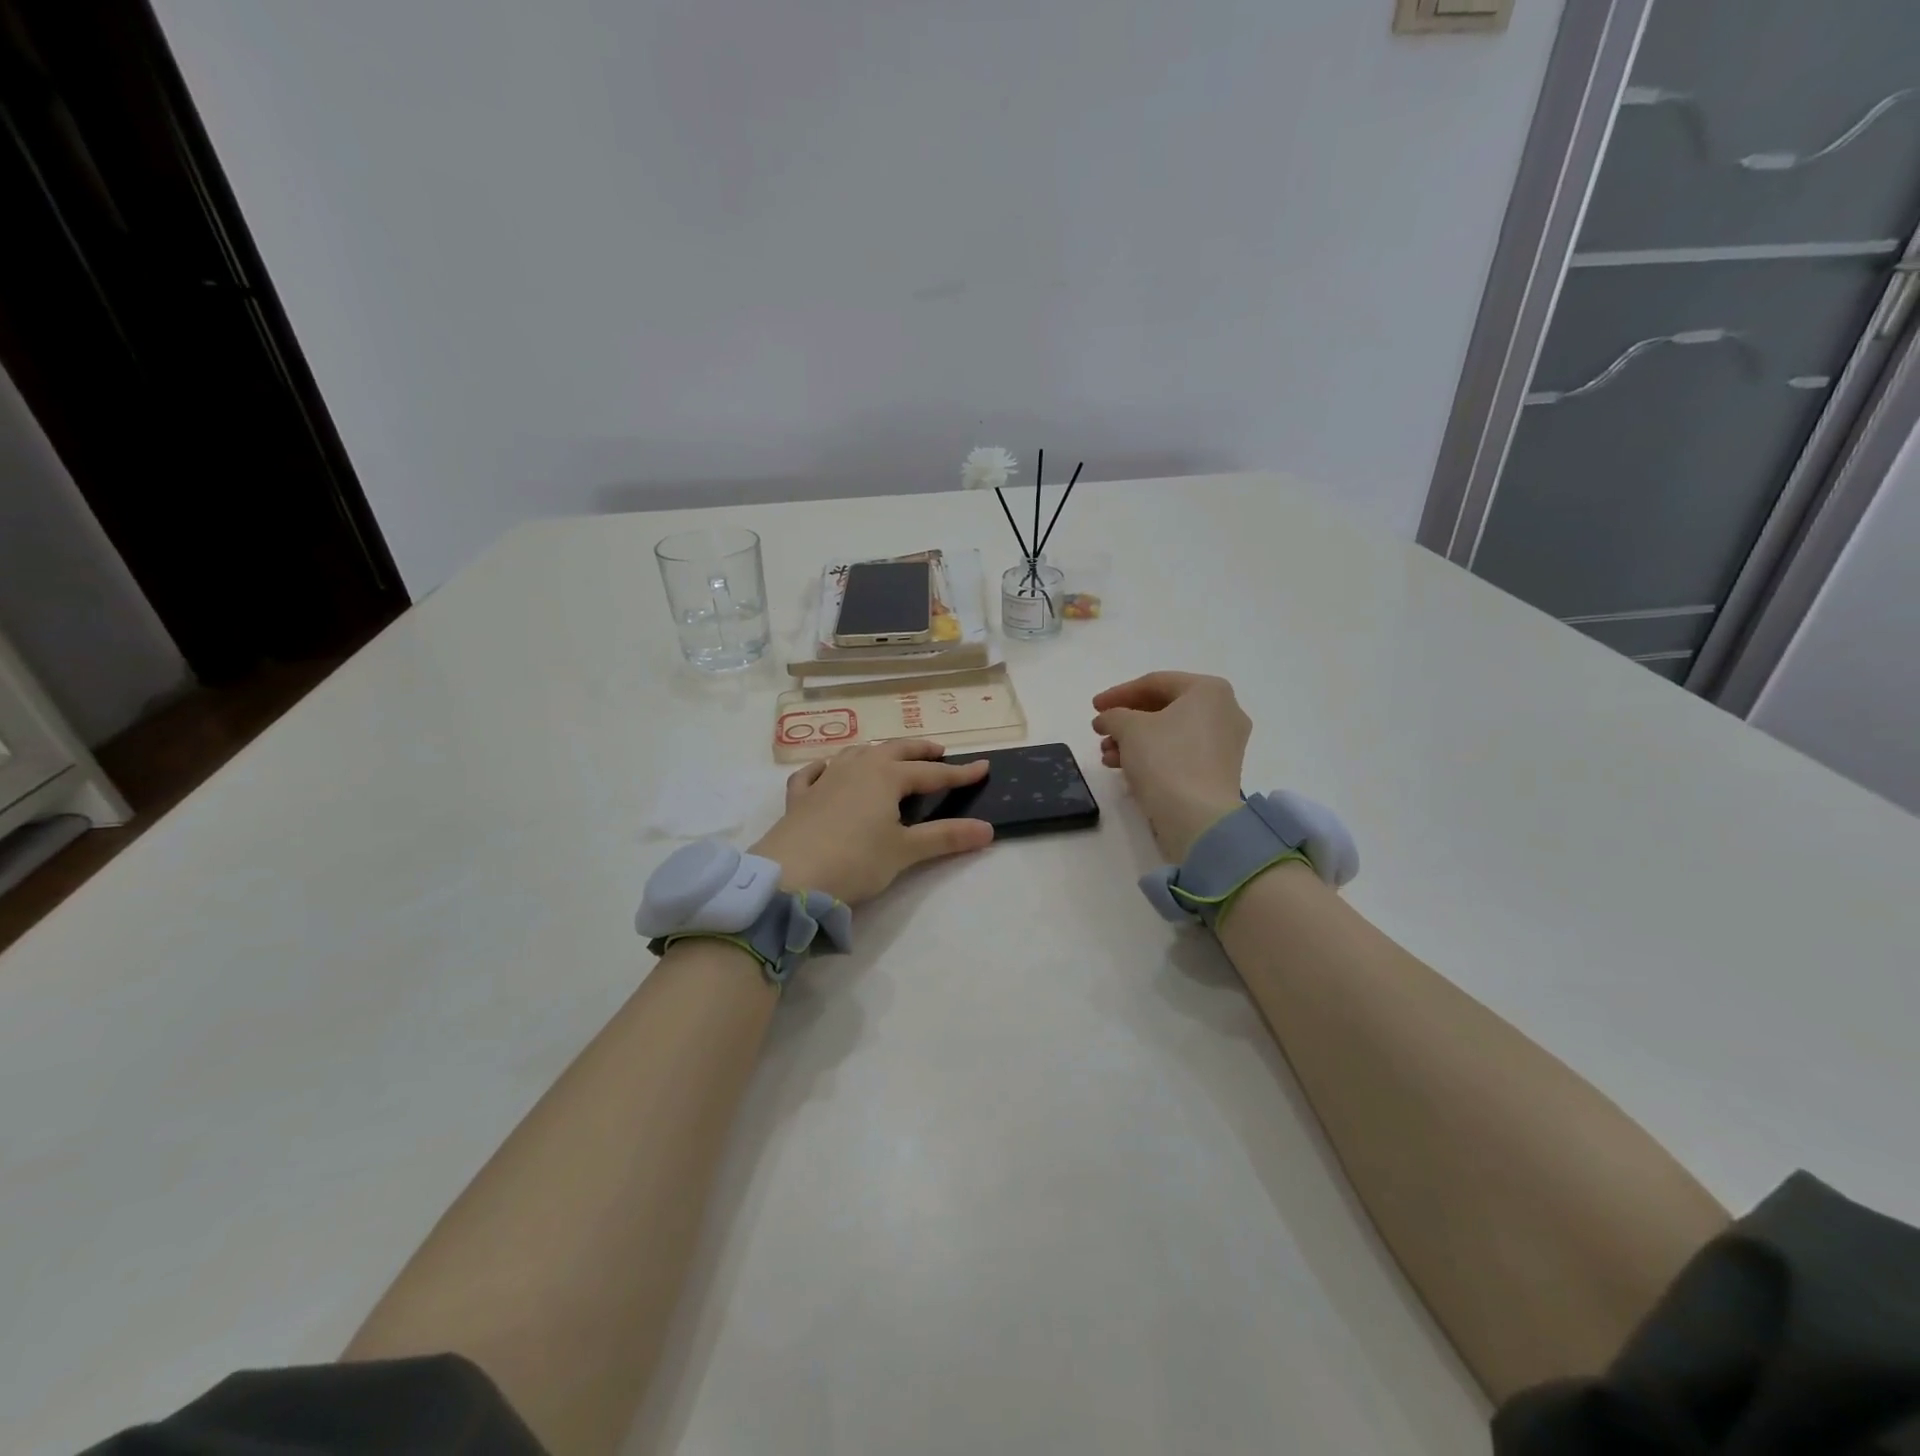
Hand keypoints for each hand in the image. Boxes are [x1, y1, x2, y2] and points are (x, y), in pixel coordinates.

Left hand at [751, 740, 994, 905]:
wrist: (790, 876)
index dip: (959, 773)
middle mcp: (856, 768)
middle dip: (919, 750)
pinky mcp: (799, 798)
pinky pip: (814, 772)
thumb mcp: (904, 851)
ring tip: (890, 758)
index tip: (983, 767)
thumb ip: (946, 837)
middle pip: (894, 750)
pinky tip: (827, 770)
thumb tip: (988, 829)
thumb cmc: (855, 861)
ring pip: (855, 754)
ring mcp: (824, 779)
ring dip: (878, 753)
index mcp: (886, 776)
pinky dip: (827, 767)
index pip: (931, 773)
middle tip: (938, 752)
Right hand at [1092, 672, 1249, 860]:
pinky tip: (1125, 769)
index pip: (1155, 683)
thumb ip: (1113, 715)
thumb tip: (1107, 719)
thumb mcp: (1129, 728)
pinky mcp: (1219, 771)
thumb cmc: (1165, 760)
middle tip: (1101, 731)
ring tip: (1107, 755)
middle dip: (1126, 721)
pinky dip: (1153, 756)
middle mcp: (1224, 711)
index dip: (1119, 693)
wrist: (1198, 818)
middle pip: (1164, 708)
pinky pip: (1180, 753)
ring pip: (1170, 733)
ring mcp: (1226, 743)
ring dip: (1134, 741)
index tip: (1094, 707)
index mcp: (1209, 690)